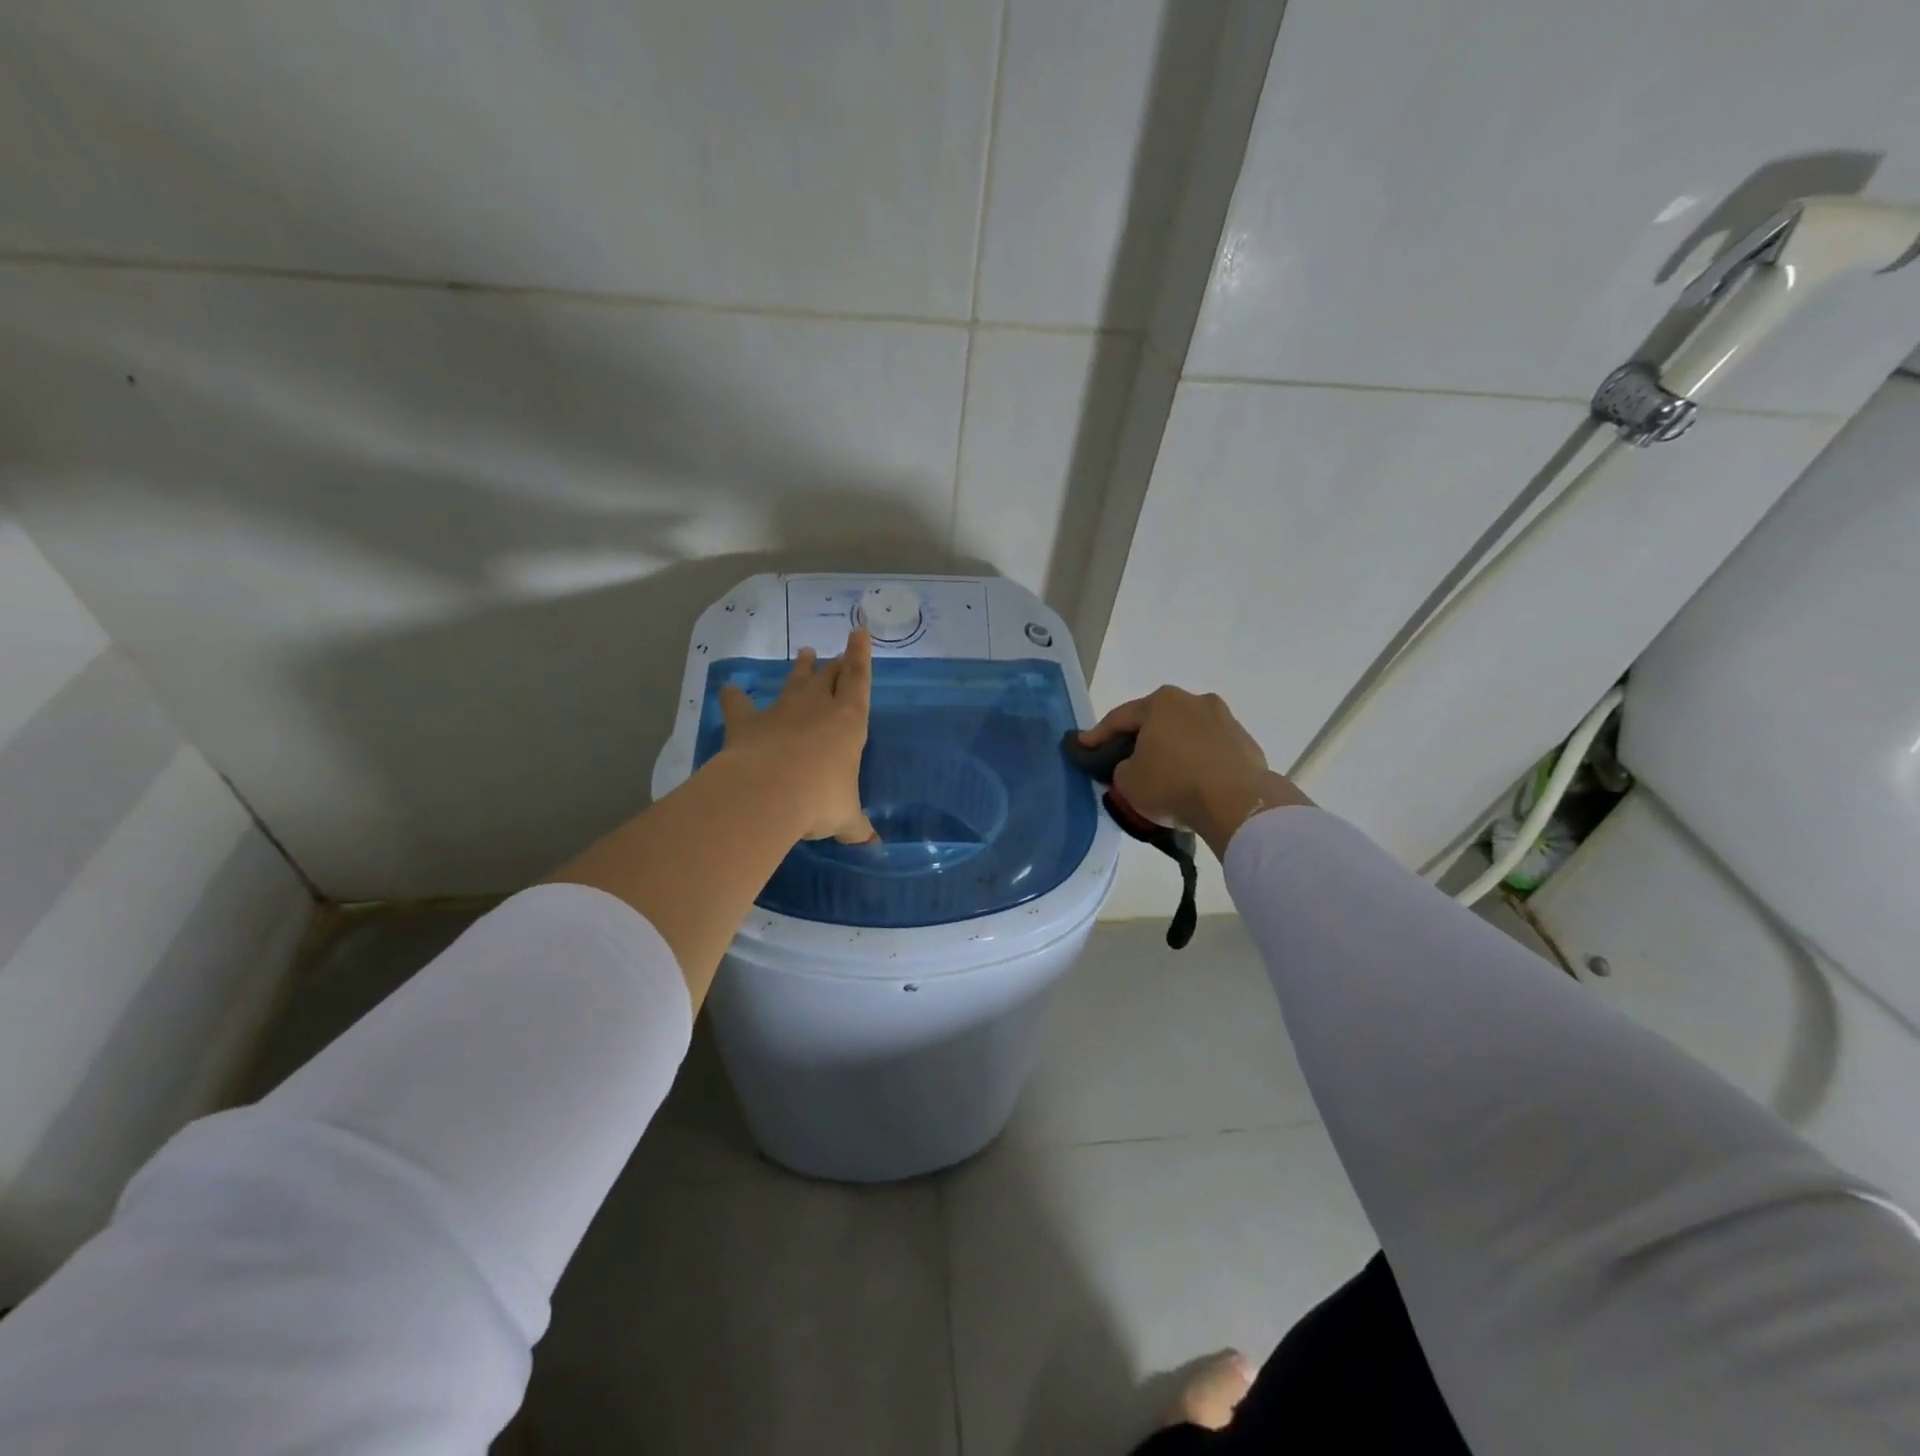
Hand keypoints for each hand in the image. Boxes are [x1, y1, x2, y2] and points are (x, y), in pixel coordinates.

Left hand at [720, 629, 876, 843]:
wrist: (768, 793)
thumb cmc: (821, 800)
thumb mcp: (846, 818)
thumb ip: (858, 828)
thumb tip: (873, 847)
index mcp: (849, 722)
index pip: (859, 680)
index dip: (861, 655)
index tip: (860, 631)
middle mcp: (817, 708)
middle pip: (829, 676)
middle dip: (836, 662)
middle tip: (838, 651)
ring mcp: (781, 712)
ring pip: (794, 682)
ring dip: (800, 668)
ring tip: (804, 652)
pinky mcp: (748, 724)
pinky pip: (740, 705)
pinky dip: (734, 697)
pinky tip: (728, 688)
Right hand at [1080, 686, 1309, 856]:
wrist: (1236, 803)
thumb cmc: (1172, 784)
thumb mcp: (1127, 782)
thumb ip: (1123, 768)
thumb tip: (1135, 767)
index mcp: (1161, 702)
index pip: (1120, 718)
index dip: (1098, 735)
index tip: (1084, 746)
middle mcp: (1195, 701)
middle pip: (1158, 722)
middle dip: (1142, 740)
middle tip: (1126, 760)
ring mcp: (1226, 720)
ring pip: (1188, 735)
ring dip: (1175, 751)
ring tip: (1165, 775)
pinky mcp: (1247, 744)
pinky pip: (1212, 753)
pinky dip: (1200, 764)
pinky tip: (1193, 784)